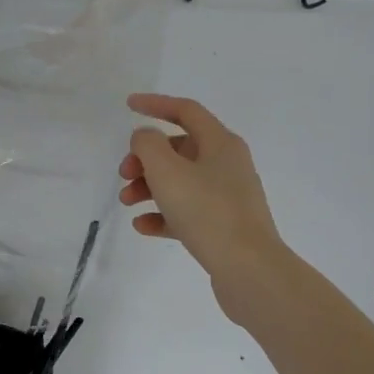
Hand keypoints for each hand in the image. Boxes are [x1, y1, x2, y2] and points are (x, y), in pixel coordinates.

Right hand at [118, 93, 281, 290]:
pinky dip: (162, 214)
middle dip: (145, 158)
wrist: (249, 269)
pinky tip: (142, 226)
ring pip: (180, 181)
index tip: (128, 105)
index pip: (185, 111)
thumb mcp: (167, 170)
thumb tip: (146, 137)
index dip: (156, 104)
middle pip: (178, 148)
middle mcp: (227, 164)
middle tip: (124, 173)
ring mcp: (227, 196)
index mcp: (220, 143)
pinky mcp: (223, 225)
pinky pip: (186, 211)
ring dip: (149, 186)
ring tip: (127, 202)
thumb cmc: (206, 211)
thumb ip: (148, 145)